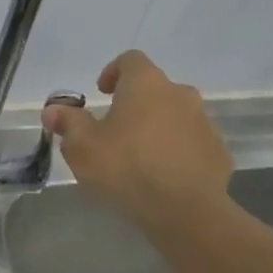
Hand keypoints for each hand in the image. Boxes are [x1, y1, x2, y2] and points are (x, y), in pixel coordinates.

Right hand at [42, 51, 233, 230]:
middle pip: (155, 89)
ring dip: (157, 127)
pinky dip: (177, 151)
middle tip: (115, 130)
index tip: (101, 93)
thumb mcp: (82, 147)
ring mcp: (204, 124)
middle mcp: (180, 95)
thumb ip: (68, 122)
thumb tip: (53, 110)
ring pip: (175, 116)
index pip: (131, 60)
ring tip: (139, 156)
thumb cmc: (126, 168)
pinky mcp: (218, 153)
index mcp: (146, 85)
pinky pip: (192, 143)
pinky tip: (162, 176)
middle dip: (135, 103)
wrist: (186, 212)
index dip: (113, 72)